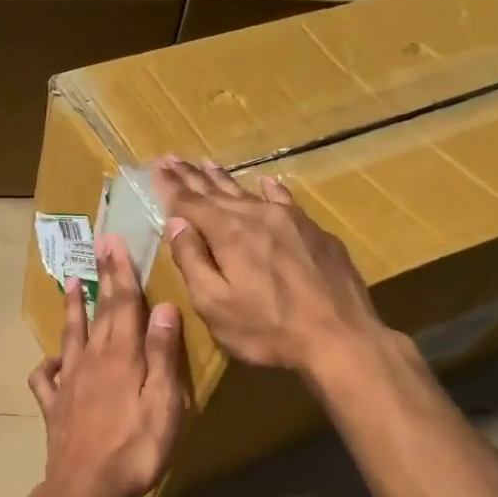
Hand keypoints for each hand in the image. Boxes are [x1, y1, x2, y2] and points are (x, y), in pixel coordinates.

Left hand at [28, 234, 186, 496]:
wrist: (86, 489)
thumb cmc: (136, 449)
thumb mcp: (164, 404)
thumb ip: (163, 356)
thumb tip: (164, 308)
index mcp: (121, 356)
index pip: (123, 304)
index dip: (121, 271)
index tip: (114, 240)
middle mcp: (91, 361)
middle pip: (98, 312)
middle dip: (101, 278)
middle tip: (98, 247)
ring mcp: (68, 383)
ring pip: (70, 336)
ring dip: (72, 308)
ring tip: (70, 283)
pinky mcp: (54, 407)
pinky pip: (45, 378)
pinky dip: (47, 364)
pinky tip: (52, 362)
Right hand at [154, 157, 388, 377]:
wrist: (340, 338)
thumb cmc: (267, 329)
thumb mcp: (214, 304)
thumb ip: (191, 261)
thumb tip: (176, 224)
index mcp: (228, 233)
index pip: (190, 202)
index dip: (170, 186)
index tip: (157, 166)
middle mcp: (258, 216)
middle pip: (217, 192)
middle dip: (192, 176)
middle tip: (173, 158)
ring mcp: (292, 221)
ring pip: (249, 193)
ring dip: (225, 179)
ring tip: (207, 163)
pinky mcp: (316, 233)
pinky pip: (285, 200)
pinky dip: (270, 190)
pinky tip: (266, 183)